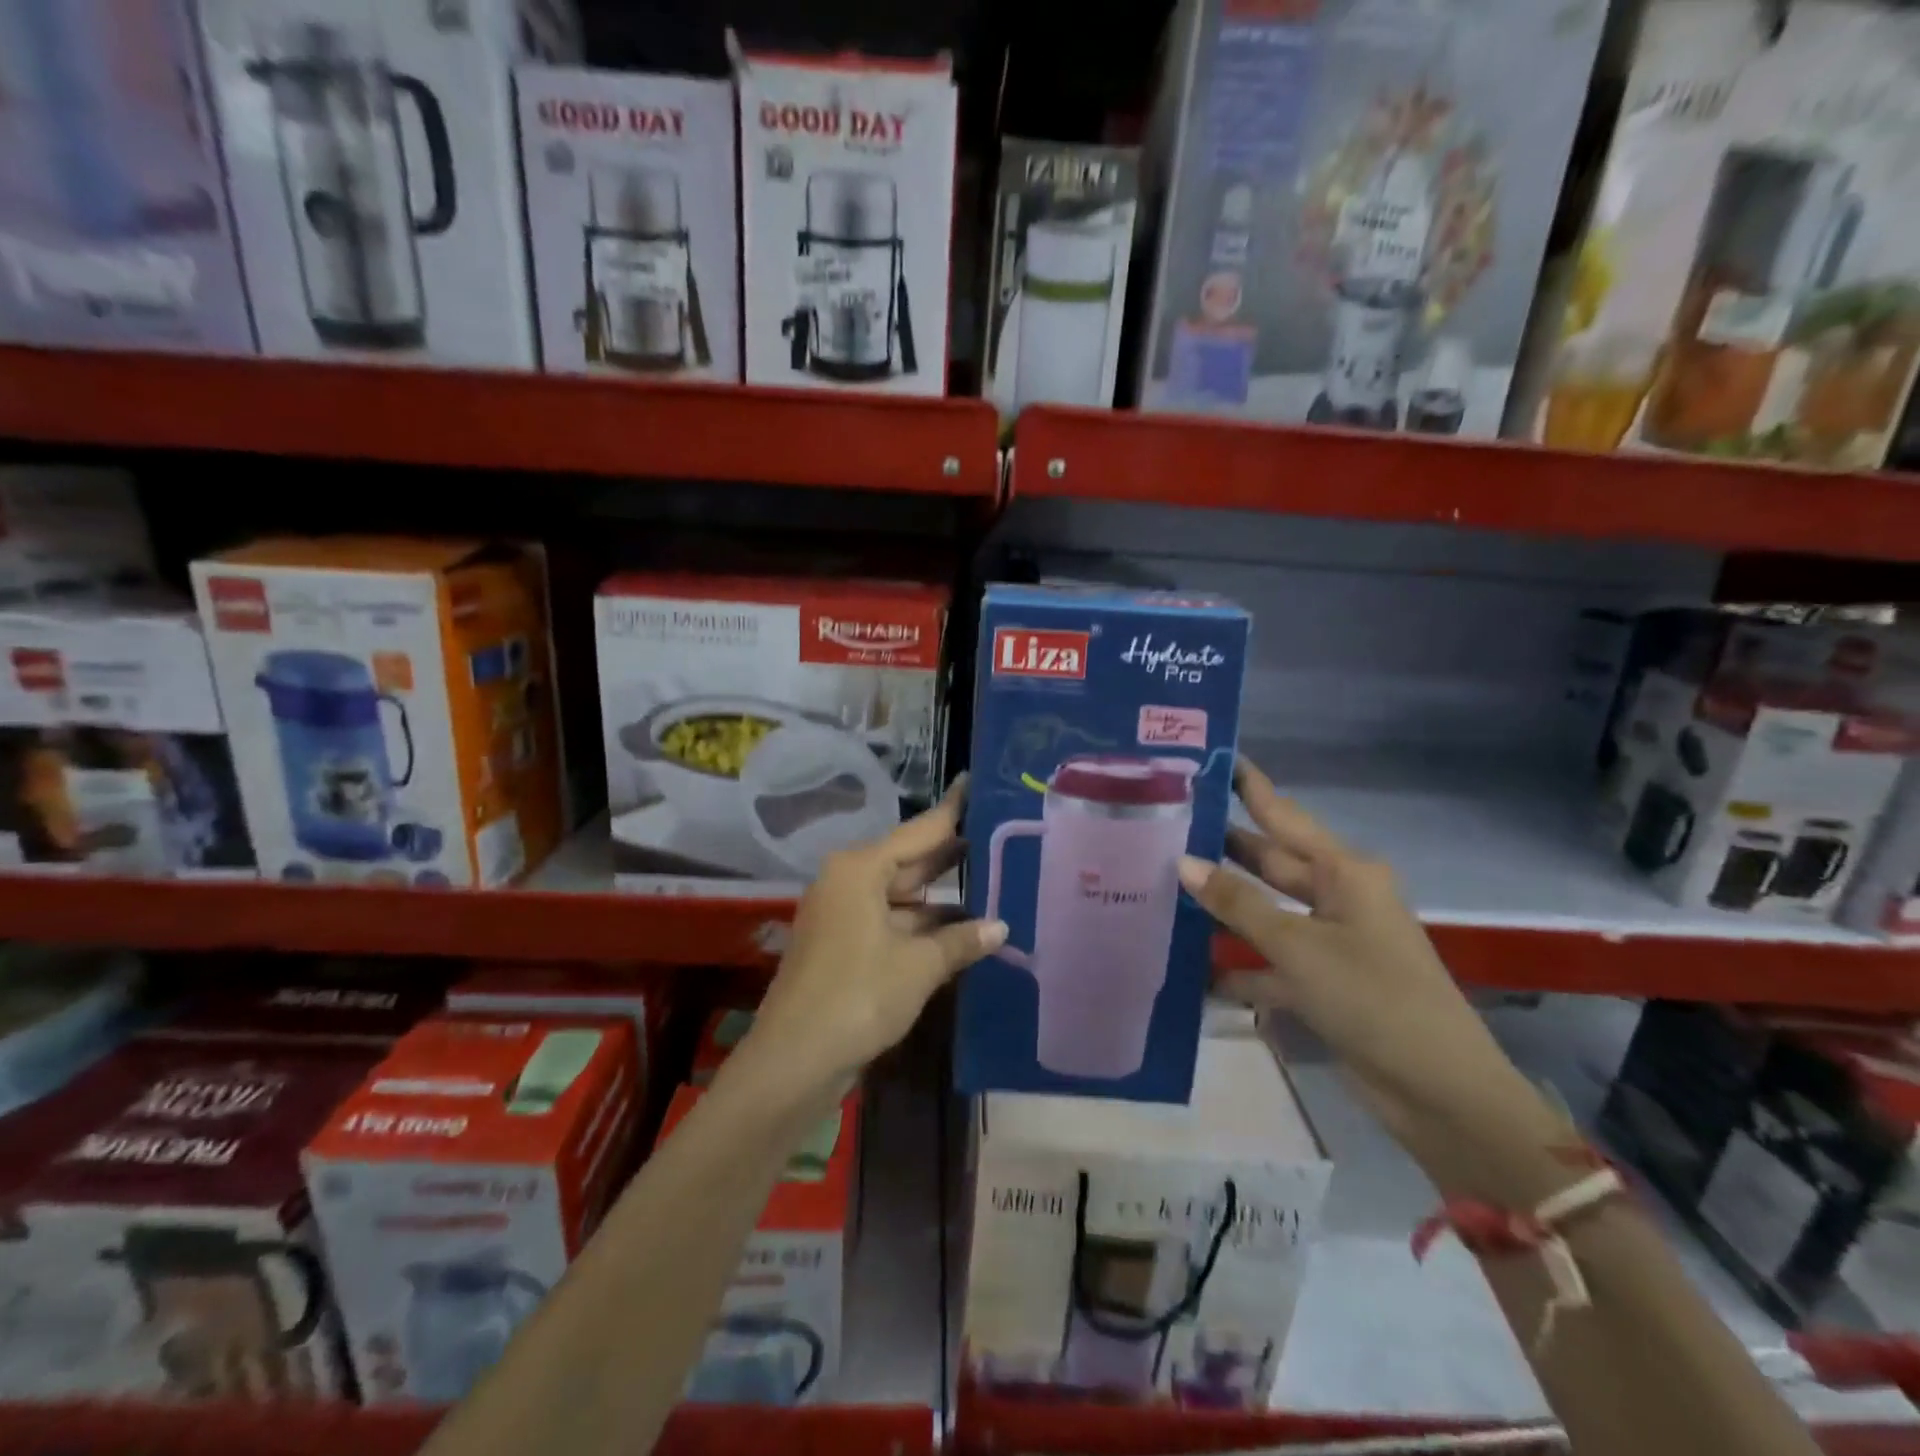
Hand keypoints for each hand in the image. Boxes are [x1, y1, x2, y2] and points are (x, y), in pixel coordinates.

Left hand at [738, 776, 1006, 1104]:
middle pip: (907, 860)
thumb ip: (961, 940)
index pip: (918, 831)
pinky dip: (918, 923)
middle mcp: (847, 882)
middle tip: (994, 837)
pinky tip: (956, 929)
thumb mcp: (918, 966)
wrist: (793, 1060)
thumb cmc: (858, 997)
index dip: (950, 811)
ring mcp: (841, 914)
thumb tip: (1000, 926)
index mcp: (860, 870)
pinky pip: (888, 919)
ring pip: (898, 894)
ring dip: (937, 896)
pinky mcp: (840, 944)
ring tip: (988, 884)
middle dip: (948, 854)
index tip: (974, 784)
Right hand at [1178, 759, 1566, 1199]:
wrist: (1439, 1092)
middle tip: (1163, 825)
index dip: (1250, 787)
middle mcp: (1336, 898)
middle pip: (1269, 862)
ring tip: (1160, 887)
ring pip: (1264, 912)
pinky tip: (1188, 966)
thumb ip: (1239, 904)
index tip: (1212, 759)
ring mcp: (1329, 942)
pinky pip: (1268, 962)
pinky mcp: (1322, 983)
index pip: (1284, 815)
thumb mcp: (1299, 946)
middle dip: (1221, 847)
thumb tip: (1184, 862)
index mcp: (1343, 872)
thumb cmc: (1373, 998)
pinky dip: (1235, 965)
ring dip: (1222, 908)